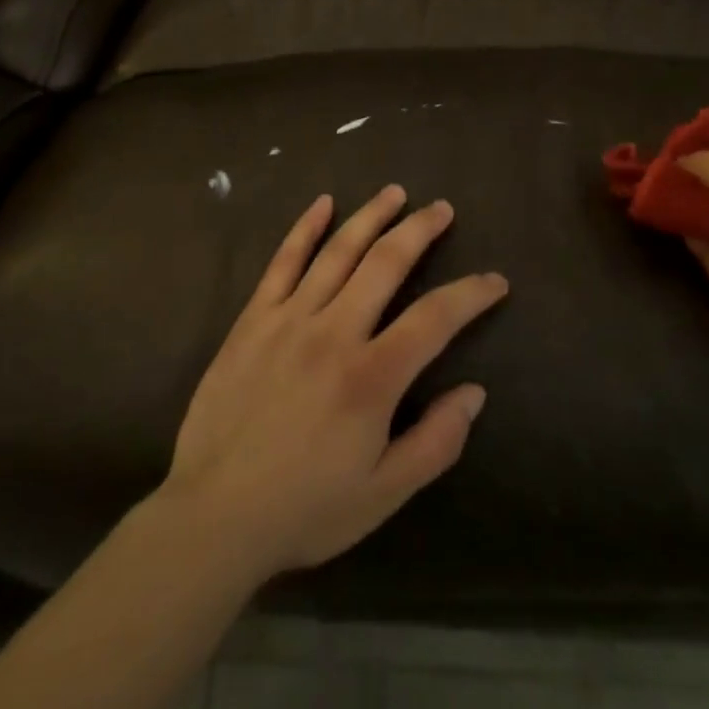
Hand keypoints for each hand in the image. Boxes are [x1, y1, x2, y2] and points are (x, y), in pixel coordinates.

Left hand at [159, 186, 507, 580]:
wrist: (213, 515)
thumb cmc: (304, 508)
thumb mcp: (383, 495)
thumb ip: (435, 443)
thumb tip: (473, 392)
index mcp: (371, 377)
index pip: (435, 318)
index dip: (471, 294)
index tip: (495, 280)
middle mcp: (334, 332)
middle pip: (386, 263)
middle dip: (420, 230)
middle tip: (441, 209)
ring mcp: (289, 318)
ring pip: (338, 251)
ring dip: (371, 216)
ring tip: (395, 193)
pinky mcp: (254, 318)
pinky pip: (283, 261)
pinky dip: (305, 228)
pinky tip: (323, 203)